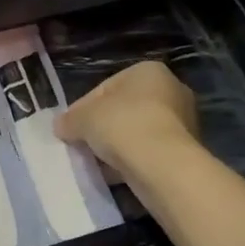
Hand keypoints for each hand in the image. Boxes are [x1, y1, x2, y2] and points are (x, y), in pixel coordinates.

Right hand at [55, 61, 200, 172]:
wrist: (163, 166)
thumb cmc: (123, 126)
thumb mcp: (84, 119)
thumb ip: (70, 120)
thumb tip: (60, 126)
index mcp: (148, 71)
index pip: (106, 87)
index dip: (82, 108)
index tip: (68, 128)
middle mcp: (170, 90)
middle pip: (123, 110)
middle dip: (100, 127)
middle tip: (80, 144)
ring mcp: (181, 122)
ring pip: (135, 132)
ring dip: (115, 146)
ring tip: (94, 162)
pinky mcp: (183, 150)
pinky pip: (148, 152)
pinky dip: (131, 160)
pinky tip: (112, 174)